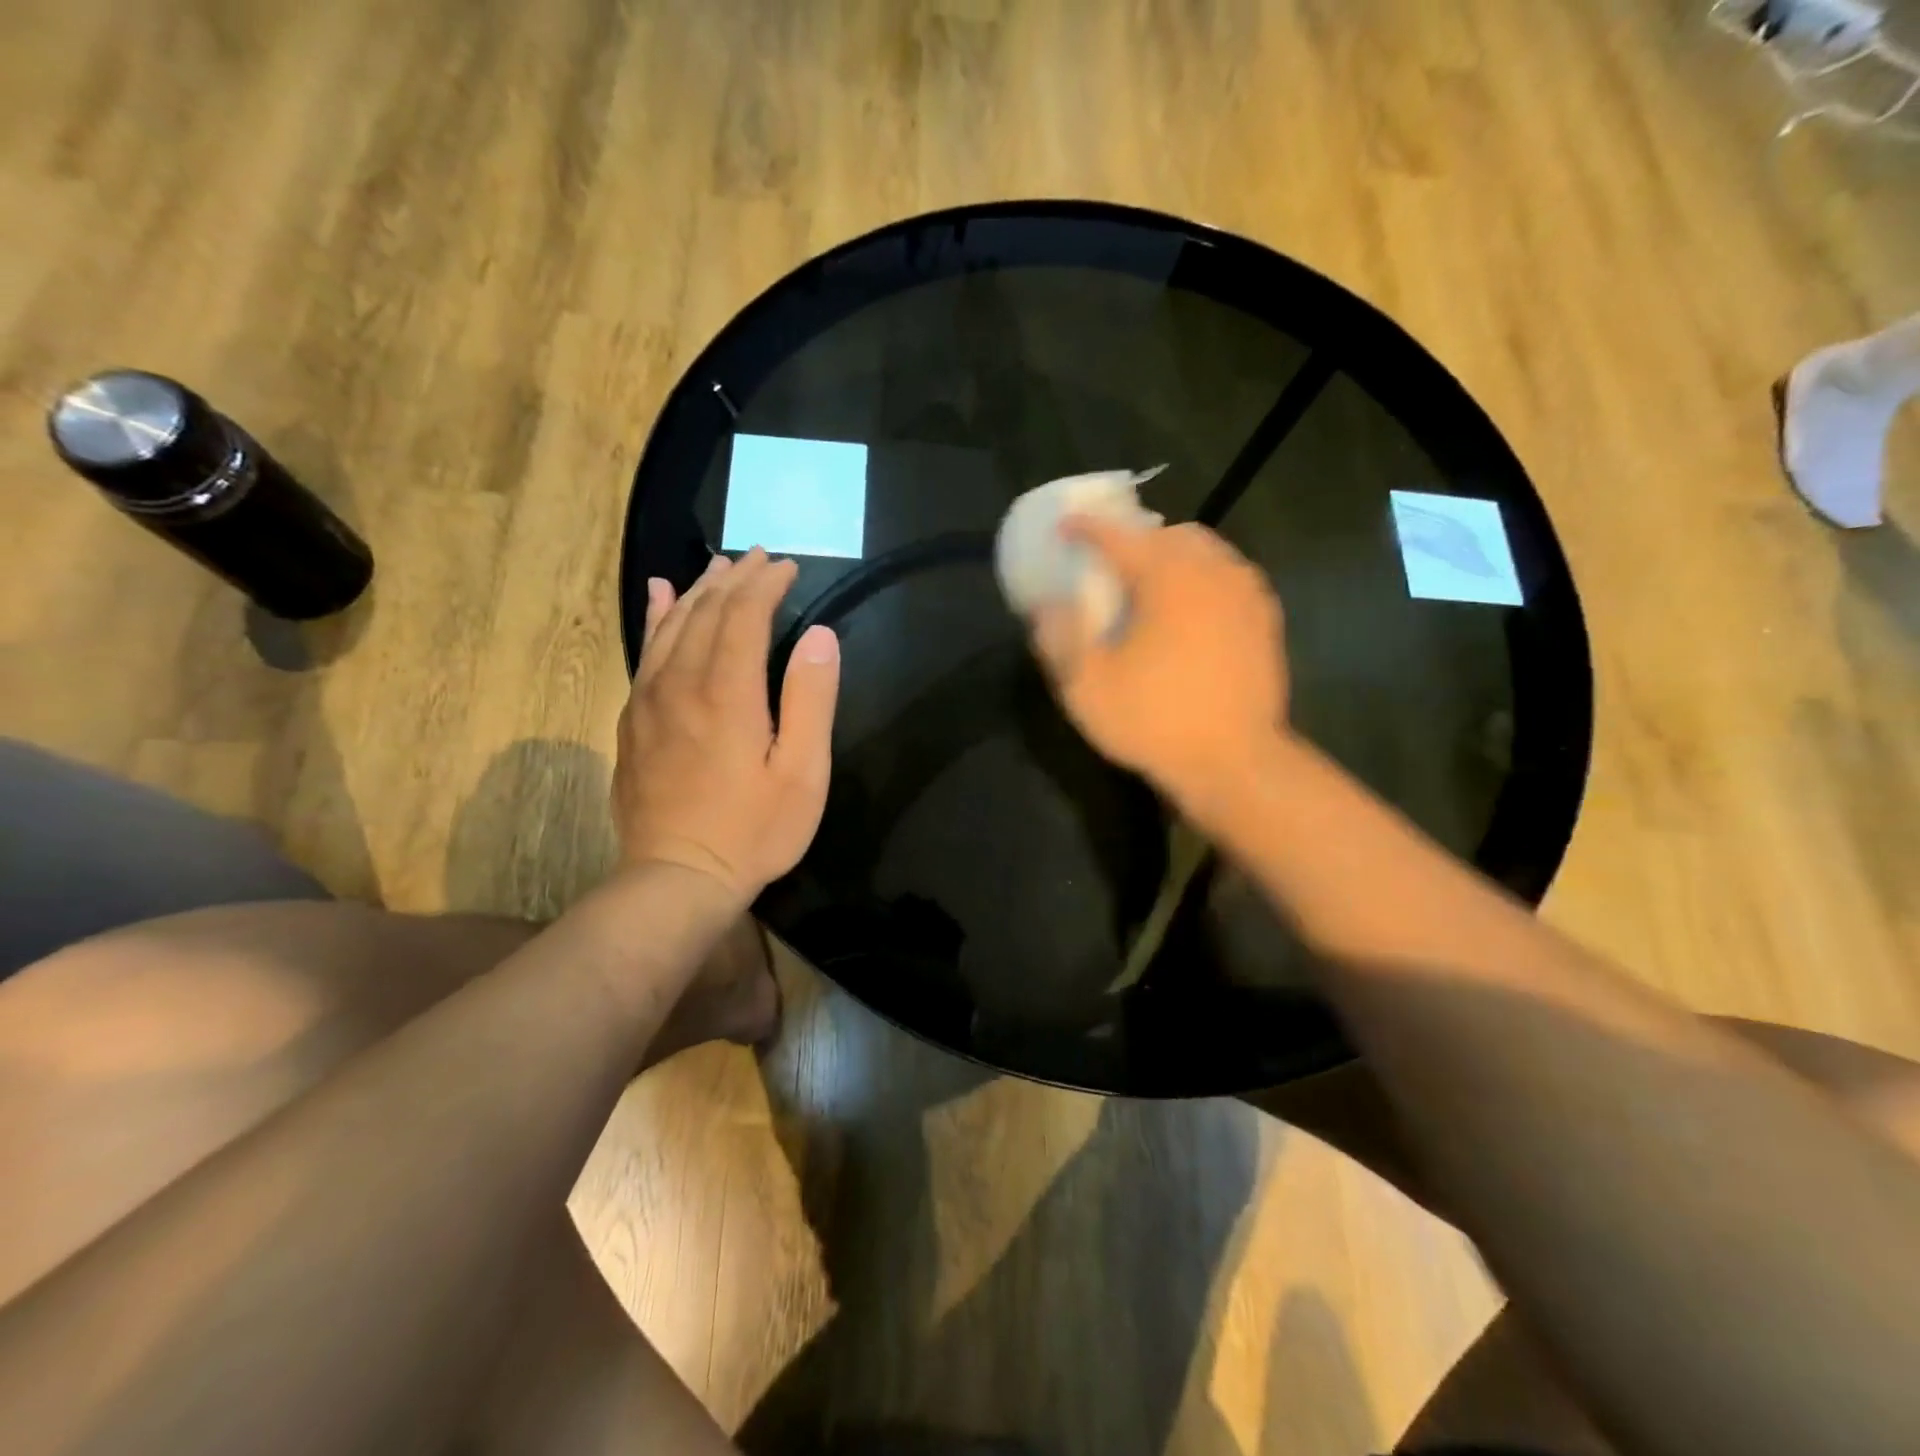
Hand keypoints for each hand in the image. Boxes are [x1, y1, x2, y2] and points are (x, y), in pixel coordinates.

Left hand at [613, 549, 840, 900]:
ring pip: (672, 625)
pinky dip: (656, 617)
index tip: (788, 566)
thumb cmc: (753, 831)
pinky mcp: (633, 720)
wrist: (676, 878)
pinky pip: (645, 652)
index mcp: (728, 692)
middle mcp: (681, 683)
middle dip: (736, 578)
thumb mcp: (802, 774)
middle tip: (761, 557)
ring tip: (719, 566)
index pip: (744, 615)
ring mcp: (650, 700)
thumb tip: (821, 636)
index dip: (767, 584)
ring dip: (698, 590)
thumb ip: (811, 700)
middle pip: (706, 611)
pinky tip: (660, 597)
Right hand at [1031, 518, 1289, 816]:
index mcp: (1166, 578)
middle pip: (1168, 533)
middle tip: (1110, 563)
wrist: (1234, 762)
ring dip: (1172, 554)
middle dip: (1134, 538)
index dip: (1086, 528)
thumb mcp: (1085, 686)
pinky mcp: (1265, 618)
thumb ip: (1059, 636)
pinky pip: (1230, 575)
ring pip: (1205, 550)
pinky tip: (1191, 607)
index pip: (1119, 536)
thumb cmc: (1154, 721)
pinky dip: (1203, 576)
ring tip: (1150, 583)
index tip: (1065, 527)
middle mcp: (1211, 571)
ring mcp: (1245, 593)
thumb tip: (1046, 603)